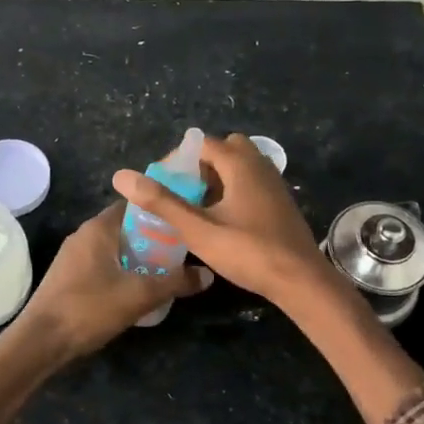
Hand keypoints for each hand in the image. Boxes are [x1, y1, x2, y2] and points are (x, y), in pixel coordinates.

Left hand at [11, 203, 211, 361]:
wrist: (40, 341)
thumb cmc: (89, 308)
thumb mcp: (139, 295)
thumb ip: (175, 281)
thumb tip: (207, 274)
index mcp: (98, 228)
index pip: (135, 204)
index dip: (160, 210)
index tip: (185, 220)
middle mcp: (84, 234)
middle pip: (126, 226)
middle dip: (154, 236)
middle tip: (182, 249)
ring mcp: (74, 256)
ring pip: (115, 247)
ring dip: (139, 255)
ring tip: (166, 269)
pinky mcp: (69, 277)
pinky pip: (103, 263)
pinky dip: (123, 269)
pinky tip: (137, 288)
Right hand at [112, 133, 328, 305]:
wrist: (300, 280)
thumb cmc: (248, 252)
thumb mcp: (198, 229)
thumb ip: (162, 202)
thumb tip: (122, 177)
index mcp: (240, 164)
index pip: (202, 144)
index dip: (178, 160)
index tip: (162, 185)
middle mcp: (260, 165)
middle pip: (225, 149)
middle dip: (201, 165)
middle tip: (184, 193)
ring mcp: (274, 183)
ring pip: (241, 166)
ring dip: (218, 178)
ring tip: (199, 207)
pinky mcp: (280, 202)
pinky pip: (252, 182)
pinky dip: (234, 190)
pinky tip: (224, 220)